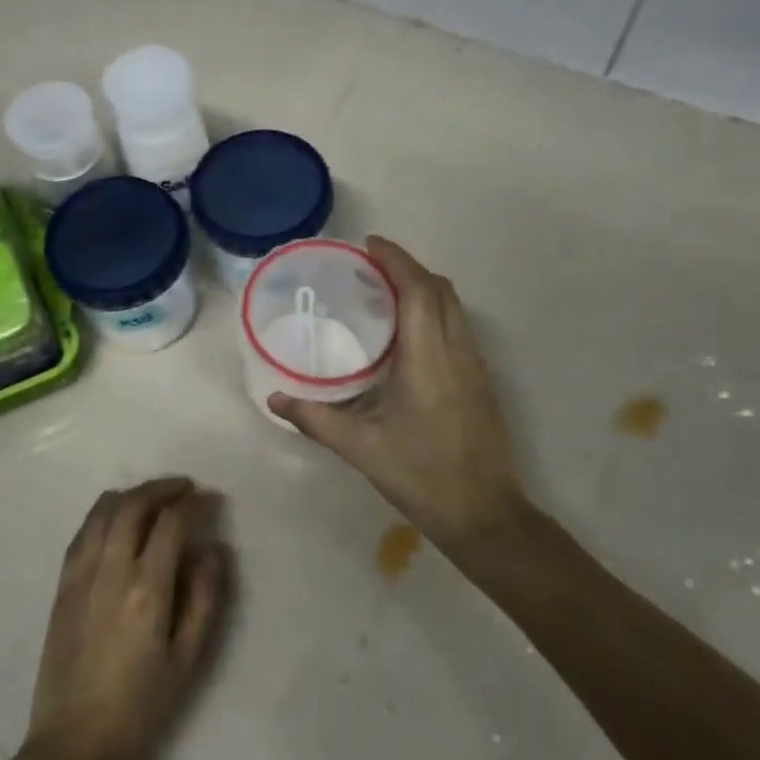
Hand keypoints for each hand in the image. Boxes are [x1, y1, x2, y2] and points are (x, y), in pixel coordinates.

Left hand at [26, 477, 226, 759]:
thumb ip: (204, 599)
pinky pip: (82, 532)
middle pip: (134, 505)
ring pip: (103, 511)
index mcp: (146, 589)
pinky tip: (116, 520)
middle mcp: (110, 570)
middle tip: (185, 489)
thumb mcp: (187, 661)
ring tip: (153, 498)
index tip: (211, 500)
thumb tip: (213, 550)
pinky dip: (103, 513)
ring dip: (132, 494)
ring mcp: (80, 575)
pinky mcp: (62, 586)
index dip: (194, 504)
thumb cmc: (140, 708)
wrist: (74, 744)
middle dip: (162, 488)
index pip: (171, 523)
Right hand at [269, 236, 523, 546]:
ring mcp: (475, 365)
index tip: (369, 245)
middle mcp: (457, 351)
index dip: (396, 260)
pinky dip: (435, 311)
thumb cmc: (421, 476)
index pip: (418, 290)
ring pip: (454, 307)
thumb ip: (315, 419)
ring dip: (424, 288)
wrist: (484, 514)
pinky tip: (410, 335)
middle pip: (440, 289)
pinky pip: (459, 327)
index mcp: (428, 358)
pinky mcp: (482, 381)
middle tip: (370, 268)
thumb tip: (274, 400)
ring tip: (386, 293)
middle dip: (408, 267)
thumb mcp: (361, 448)